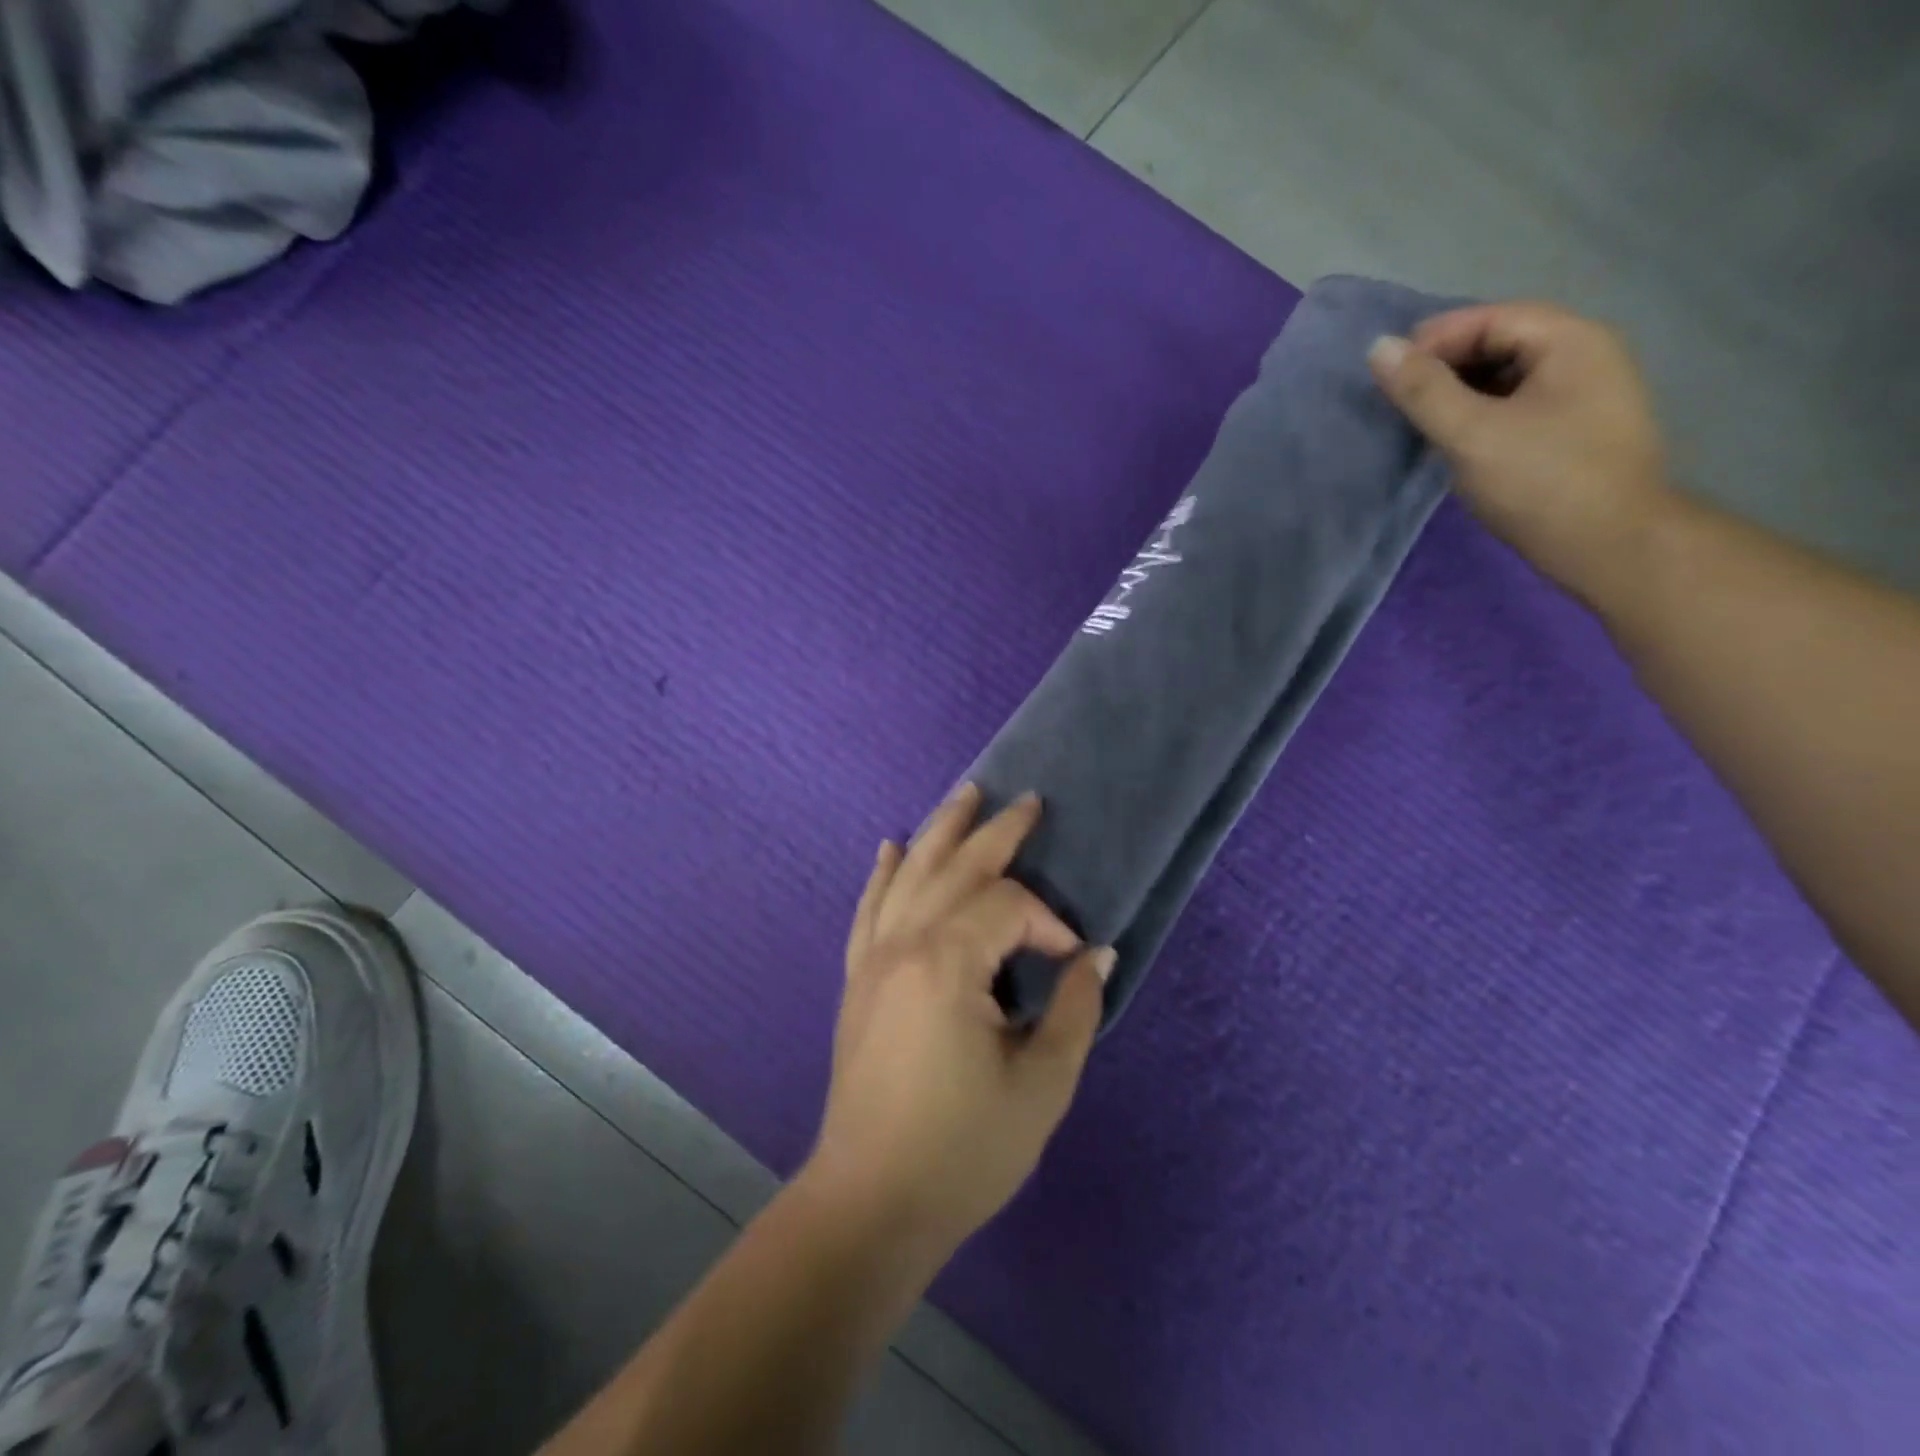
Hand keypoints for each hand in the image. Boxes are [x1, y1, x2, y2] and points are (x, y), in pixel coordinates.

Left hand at [805, 785, 1112, 1262]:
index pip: (1008, 907)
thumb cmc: (963, 1150)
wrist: (871, 1201)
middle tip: (1026, 801)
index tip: (1072, 961)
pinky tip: (890, 848)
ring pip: (909, 875)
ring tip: (964, 796)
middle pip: (955, 868)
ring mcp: (874, 959)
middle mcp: (904, 944)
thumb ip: (1074, 1010)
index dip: (1047, 922)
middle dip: (996, 832)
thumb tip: (1096, 955)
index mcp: (948, 963)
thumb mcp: (1041, 1085)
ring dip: (940, 832)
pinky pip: (869, 910)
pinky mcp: (857, 980)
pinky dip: (883, 875)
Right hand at [1367, 302, 1676, 606]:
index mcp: (1571, 341)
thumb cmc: (1540, 481)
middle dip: (1446, 365)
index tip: (1388, 373)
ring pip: (1509, 376)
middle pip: (1503, 342)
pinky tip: (1455, 439)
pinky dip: (1480, 413)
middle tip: (1398, 397)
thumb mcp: (1471, 433)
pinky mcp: (1575, 430)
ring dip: (1460, 391)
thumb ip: (1422, 391)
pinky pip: (1518, 404)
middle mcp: (1586, 355)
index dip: (1435, 339)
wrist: (1610, 544)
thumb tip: (1378, 348)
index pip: (1492, 318)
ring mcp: (1584, 394)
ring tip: (1419, 419)